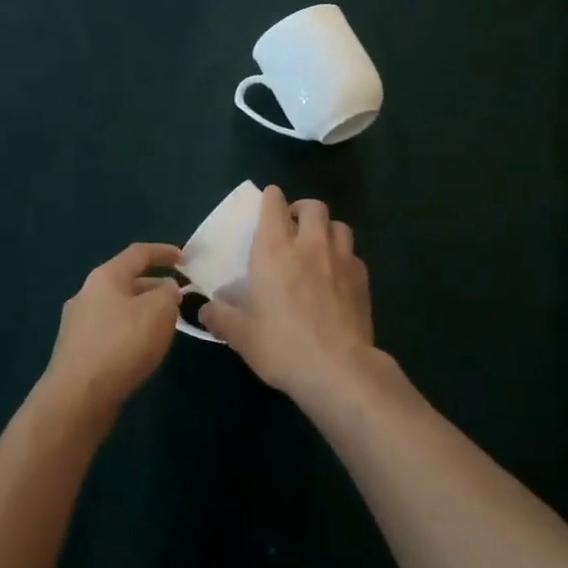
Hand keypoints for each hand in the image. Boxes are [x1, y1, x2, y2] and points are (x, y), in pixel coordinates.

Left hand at [40, 242, 183, 425]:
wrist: (76, 399)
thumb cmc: (121, 345)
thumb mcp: (159, 311)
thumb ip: (168, 294)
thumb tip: (166, 289)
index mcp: (105, 277)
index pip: (138, 253)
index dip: (164, 252)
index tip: (185, 258)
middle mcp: (86, 294)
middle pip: (126, 281)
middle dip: (154, 286)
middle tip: (178, 299)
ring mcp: (78, 324)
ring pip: (118, 309)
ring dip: (142, 312)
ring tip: (164, 326)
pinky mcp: (76, 352)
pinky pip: (110, 332)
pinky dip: (129, 333)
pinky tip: (141, 352)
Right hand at [199, 186, 373, 406]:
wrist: (338, 369)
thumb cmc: (282, 346)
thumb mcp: (241, 335)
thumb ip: (221, 317)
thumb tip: (205, 310)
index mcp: (274, 249)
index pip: (274, 205)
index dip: (271, 199)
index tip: (268, 203)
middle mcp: (309, 244)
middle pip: (313, 206)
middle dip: (302, 209)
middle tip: (293, 226)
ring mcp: (341, 258)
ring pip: (338, 225)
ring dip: (326, 229)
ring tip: (318, 246)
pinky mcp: (362, 278)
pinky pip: (353, 254)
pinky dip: (344, 257)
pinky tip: (338, 276)